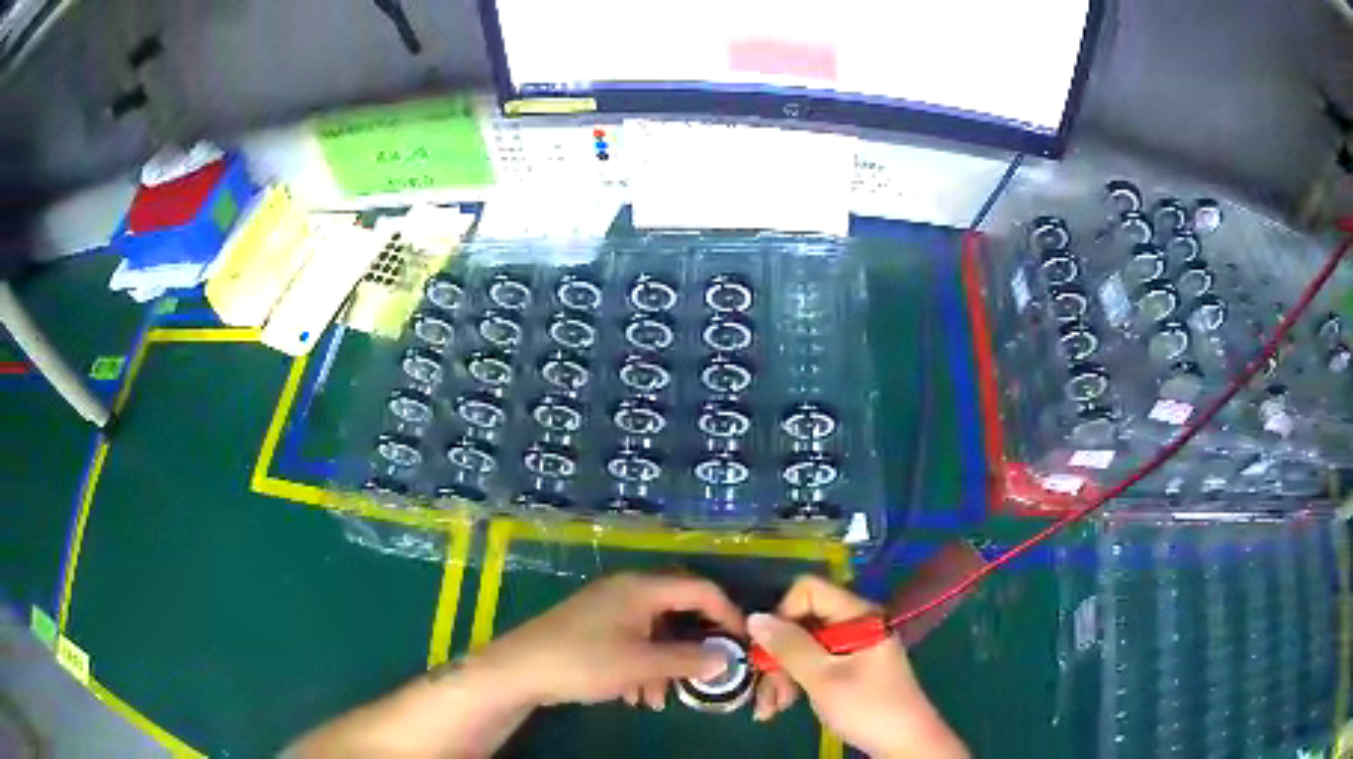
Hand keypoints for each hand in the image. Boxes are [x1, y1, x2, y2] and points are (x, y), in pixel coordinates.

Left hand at [479, 572, 744, 710]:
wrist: (519, 670)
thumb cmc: (584, 661)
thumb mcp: (641, 665)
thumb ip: (688, 660)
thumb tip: (727, 658)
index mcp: (642, 588)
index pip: (700, 590)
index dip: (727, 614)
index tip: (743, 643)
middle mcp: (627, 589)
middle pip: (678, 609)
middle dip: (694, 642)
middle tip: (709, 667)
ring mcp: (608, 607)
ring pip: (655, 630)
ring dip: (667, 661)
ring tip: (663, 697)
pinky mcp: (593, 626)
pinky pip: (633, 639)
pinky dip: (643, 664)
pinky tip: (637, 695)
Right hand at [747, 576, 967, 758]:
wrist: (904, 743)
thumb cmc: (868, 707)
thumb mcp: (823, 678)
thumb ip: (790, 647)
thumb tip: (754, 617)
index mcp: (858, 615)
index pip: (808, 591)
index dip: (782, 615)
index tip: (767, 649)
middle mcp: (855, 623)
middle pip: (802, 622)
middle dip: (777, 657)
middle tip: (764, 692)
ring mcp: (852, 646)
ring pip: (803, 646)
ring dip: (781, 676)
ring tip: (771, 709)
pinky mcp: (849, 667)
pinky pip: (813, 663)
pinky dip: (795, 682)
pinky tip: (781, 707)